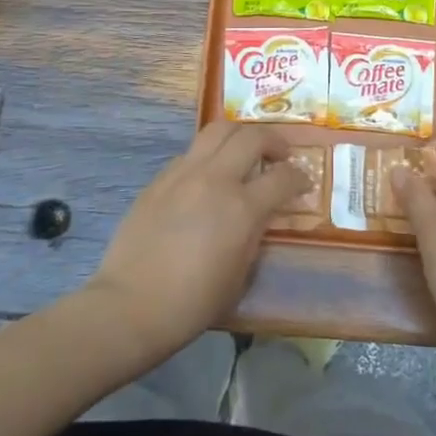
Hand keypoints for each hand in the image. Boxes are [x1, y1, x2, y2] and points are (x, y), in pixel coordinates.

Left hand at [86, 121, 312, 357]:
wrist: (131, 305)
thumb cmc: (193, 302)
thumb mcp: (240, 273)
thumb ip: (254, 234)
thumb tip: (260, 215)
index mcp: (241, 208)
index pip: (283, 177)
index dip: (300, 177)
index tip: (303, 183)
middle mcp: (215, 179)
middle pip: (251, 137)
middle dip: (274, 141)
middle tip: (280, 156)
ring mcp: (183, 174)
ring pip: (217, 130)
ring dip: (239, 136)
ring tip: (245, 152)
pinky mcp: (159, 179)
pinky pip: (191, 153)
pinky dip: (208, 156)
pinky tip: (207, 177)